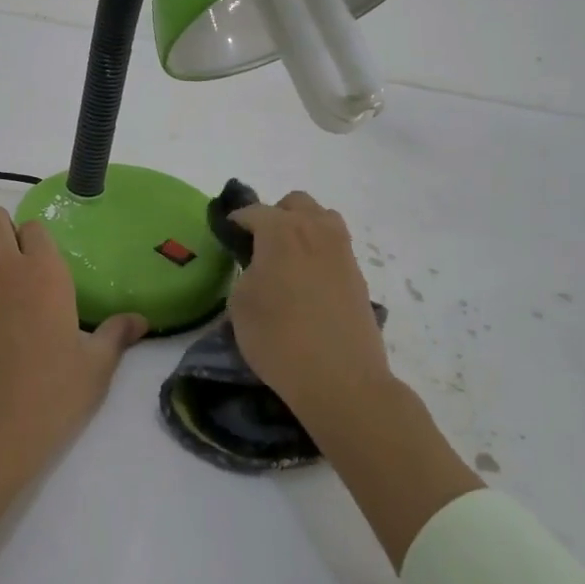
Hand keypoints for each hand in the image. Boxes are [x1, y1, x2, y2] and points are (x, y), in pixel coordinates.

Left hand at [0, 208, 145, 580]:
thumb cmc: (50, 397)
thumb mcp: (95, 368)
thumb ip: (117, 336)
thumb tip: (140, 320)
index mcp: (43, 274)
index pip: (35, 228)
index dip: (41, 239)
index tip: (50, 261)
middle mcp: (3, 271)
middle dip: (6, 230)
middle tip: (24, 264)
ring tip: (6, 292)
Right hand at [230, 190, 482, 568]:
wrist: (341, 380)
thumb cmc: (279, 340)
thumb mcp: (240, 304)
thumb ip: (246, 272)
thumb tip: (257, 265)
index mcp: (281, 231)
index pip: (253, 211)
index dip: (235, 221)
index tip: (225, 235)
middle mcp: (315, 230)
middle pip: (295, 203)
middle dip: (275, 215)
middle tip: (259, 245)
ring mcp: (342, 252)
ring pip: (322, 219)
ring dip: (303, 228)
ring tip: (287, 259)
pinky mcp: (358, 276)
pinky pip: (335, 247)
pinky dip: (318, 252)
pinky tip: (307, 283)